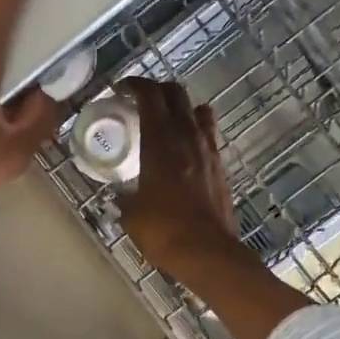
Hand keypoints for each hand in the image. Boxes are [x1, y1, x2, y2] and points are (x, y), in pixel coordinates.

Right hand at [118, 78, 239, 276]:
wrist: (208, 253)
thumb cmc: (163, 232)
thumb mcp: (131, 214)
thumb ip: (124, 196)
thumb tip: (119, 193)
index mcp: (160, 142)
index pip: (149, 96)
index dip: (134, 85)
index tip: (120, 89)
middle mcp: (187, 137)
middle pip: (176, 94)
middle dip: (156, 90)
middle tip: (139, 100)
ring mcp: (208, 150)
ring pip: (197, 110)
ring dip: (180, 107)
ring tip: (164, 120)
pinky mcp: (220, 166)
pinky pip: (207, 134)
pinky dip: (194, 129)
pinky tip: (182, 147)